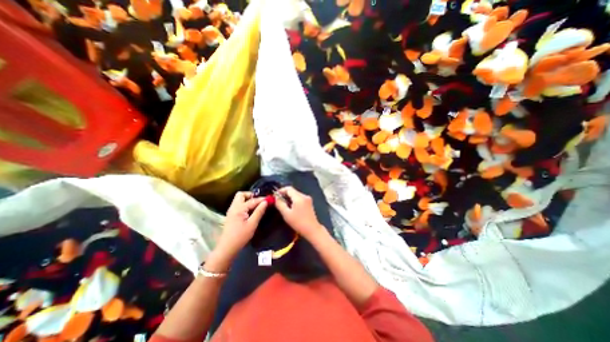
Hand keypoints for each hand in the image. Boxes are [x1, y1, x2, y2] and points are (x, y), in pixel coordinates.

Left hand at [213, 194, 267, 263]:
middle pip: (241, 195)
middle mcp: (234, 207)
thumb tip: (265, 202)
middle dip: (251, 195)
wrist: (227, 248)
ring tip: (258, 205)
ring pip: (239, 199)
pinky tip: (252, 210)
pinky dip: (245, 204)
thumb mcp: (252, 224)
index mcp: (239, 209)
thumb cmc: (240, 236)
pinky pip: (239, 205)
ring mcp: (231, 211)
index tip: (270, 199)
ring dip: (248, 200)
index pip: (252, 200)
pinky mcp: (231, 215)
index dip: (261, 199)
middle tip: (260, 201)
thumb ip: (259, 212)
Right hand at [276, 187, 325, 240]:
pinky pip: (300, 198)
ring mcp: (308, 199)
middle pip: (293, 191)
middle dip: (285, 194)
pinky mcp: (309, 203)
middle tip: (278, 201)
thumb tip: (276, 198)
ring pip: (296, 194)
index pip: (289, 188)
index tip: (275, 196)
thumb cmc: (298, 222)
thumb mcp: (286, 214)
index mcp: (299, 197)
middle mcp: (304, 196)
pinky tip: (291, 207)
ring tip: (284, 205)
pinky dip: (294, 200)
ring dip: (289, 198)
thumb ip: (280, 204)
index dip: (281, 190)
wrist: (312, 229)